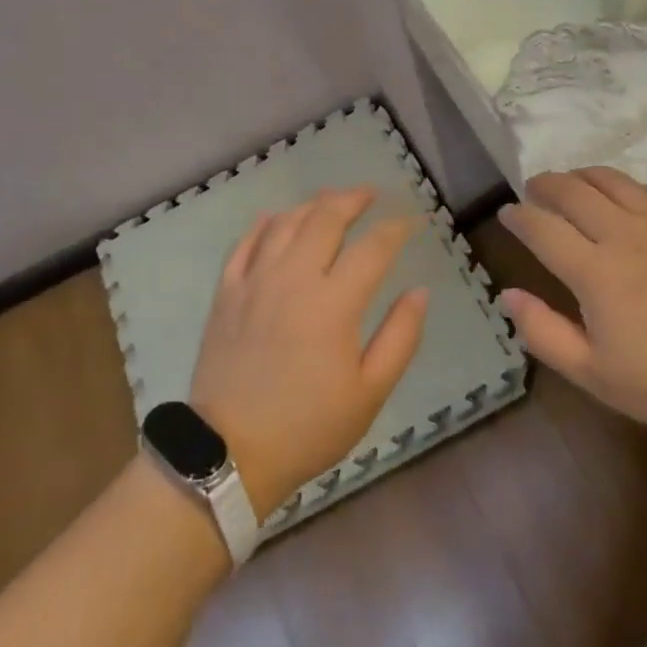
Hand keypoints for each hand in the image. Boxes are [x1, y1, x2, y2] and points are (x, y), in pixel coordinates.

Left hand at [191, 187, 427, 517]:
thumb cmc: (309, 426)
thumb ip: (400, 337)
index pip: (372, 248)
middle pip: (325, 220)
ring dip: (312, 205)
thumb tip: (420, 291)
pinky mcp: (226, 293)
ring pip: (285, 223)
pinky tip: (276, 217)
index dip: (395, 229)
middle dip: (352, 200)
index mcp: (334, 303)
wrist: (230, 452)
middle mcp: (293, 279)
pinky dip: (264, 224)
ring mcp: (254, 282)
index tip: (411, 222)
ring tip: (330, 199)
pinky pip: (244, 244)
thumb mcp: (369, 392)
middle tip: (369, 194)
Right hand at [500, 168, 646, 452]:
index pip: (542, 227)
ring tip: (571, 185)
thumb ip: (544, 333)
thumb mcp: (595, 375)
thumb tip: (508, 295)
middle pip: (573, 190)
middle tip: (533, 191)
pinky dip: (627, 187)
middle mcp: (625, 234)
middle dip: (544, 184)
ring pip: (611, 179)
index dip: (518, 217)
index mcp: (595, 271)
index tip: (506, 214)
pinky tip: (626, 200)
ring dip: (582, 176)